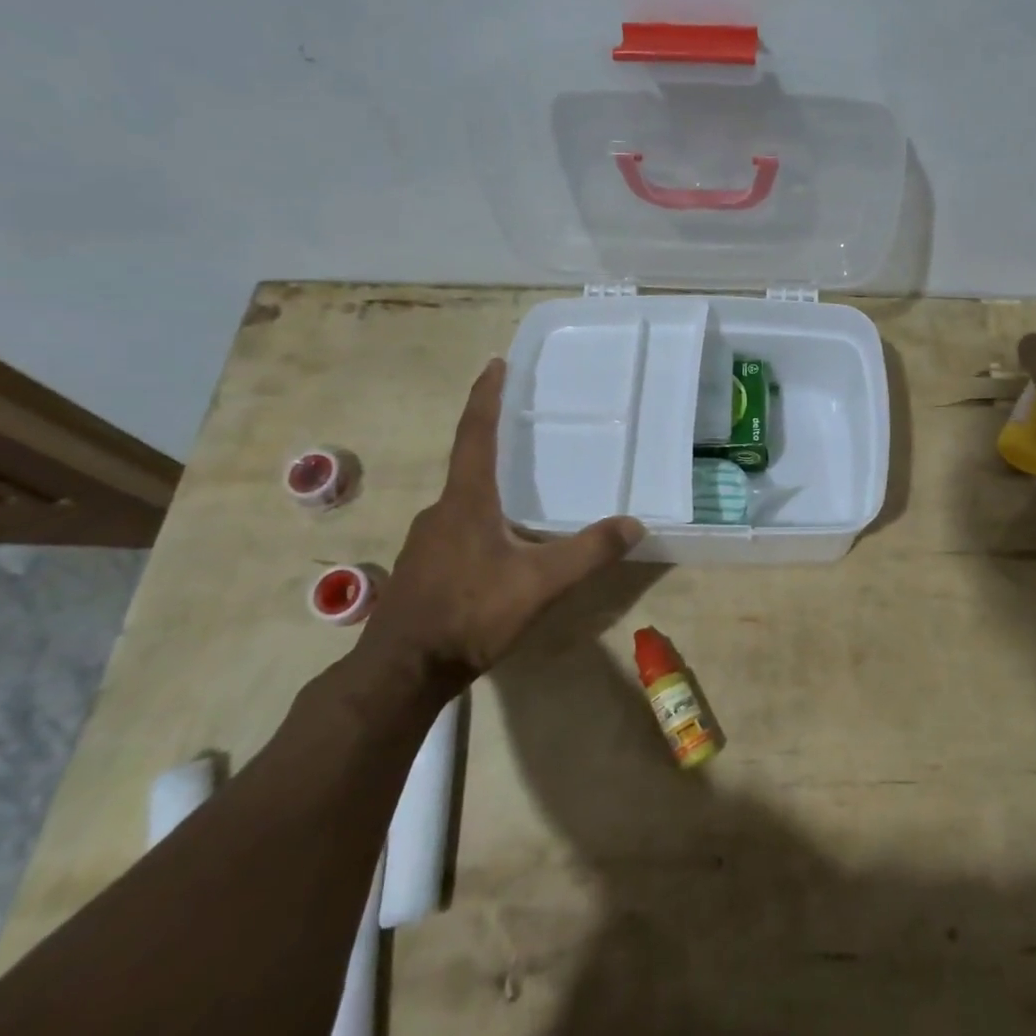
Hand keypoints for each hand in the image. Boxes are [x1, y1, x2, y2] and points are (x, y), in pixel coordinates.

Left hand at [363, 358, 643, 688]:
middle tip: (526, 432)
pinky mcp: (423, 569)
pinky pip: (458, 530)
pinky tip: (501, 550)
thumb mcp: (540, 583)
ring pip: (464, 502)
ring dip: (490, 489)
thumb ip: (588, 552)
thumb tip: (634, 524)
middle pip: (469, 464)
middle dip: (495, 443)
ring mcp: (426, 542)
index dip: (487, 396)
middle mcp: (441, 511)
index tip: (496, 363)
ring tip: (524, 497)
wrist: (401, 673)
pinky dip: (482, 522)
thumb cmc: (470, 614)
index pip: (476, 433)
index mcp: (466, 501)